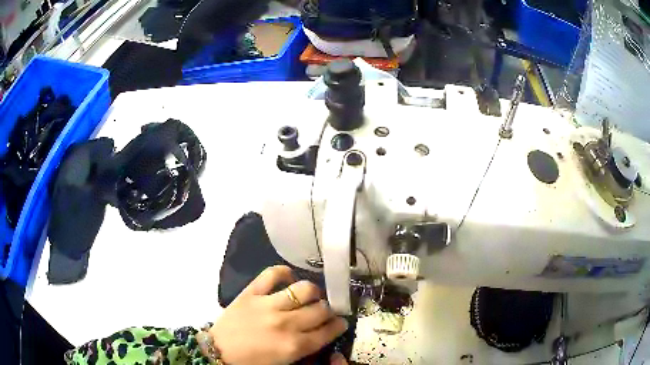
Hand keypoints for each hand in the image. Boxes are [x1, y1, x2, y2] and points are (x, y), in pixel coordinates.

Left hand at [209, 266, 347, 364]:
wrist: (218, 351)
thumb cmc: (252, 362)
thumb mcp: (284, 363)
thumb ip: (306, 350)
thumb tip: (322, 335)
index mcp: (294, 346)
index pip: (328, 330)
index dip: (339, 325)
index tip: (340, 322)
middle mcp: (286, 323)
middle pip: (321, 309)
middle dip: (329, 310)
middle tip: (325, 311)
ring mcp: (268, 305)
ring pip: (305, 289)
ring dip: (313, 292)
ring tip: (310, 296)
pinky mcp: (251, 292)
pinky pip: (272, 273)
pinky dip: (284, 272)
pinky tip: (288, 278)